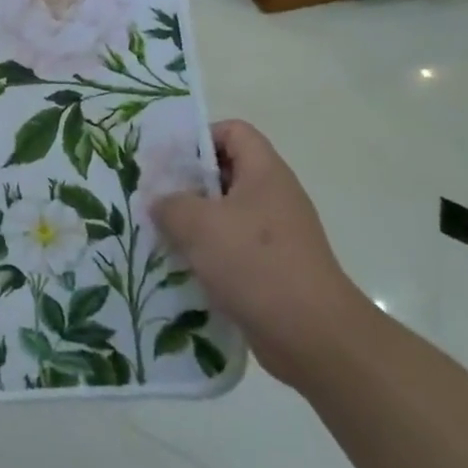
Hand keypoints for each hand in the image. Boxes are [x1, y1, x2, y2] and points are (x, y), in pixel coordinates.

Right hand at [151, 119, 375, 389]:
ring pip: (225, 214)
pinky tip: (180, 268)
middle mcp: (273, 197)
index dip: (199, 138)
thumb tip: (160, 202)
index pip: (233, 131)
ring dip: (193, 223)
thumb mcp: (198, 224)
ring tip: (159, 235)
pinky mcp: (272, 269)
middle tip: (153, 199)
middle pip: (225, 173)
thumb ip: (170, 204)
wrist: (313, 336)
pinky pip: (232, 249)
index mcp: (265, 173)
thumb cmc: (256, 264)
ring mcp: (276, 235)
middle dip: (186, 184)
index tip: (168, 162)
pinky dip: (207, 255)